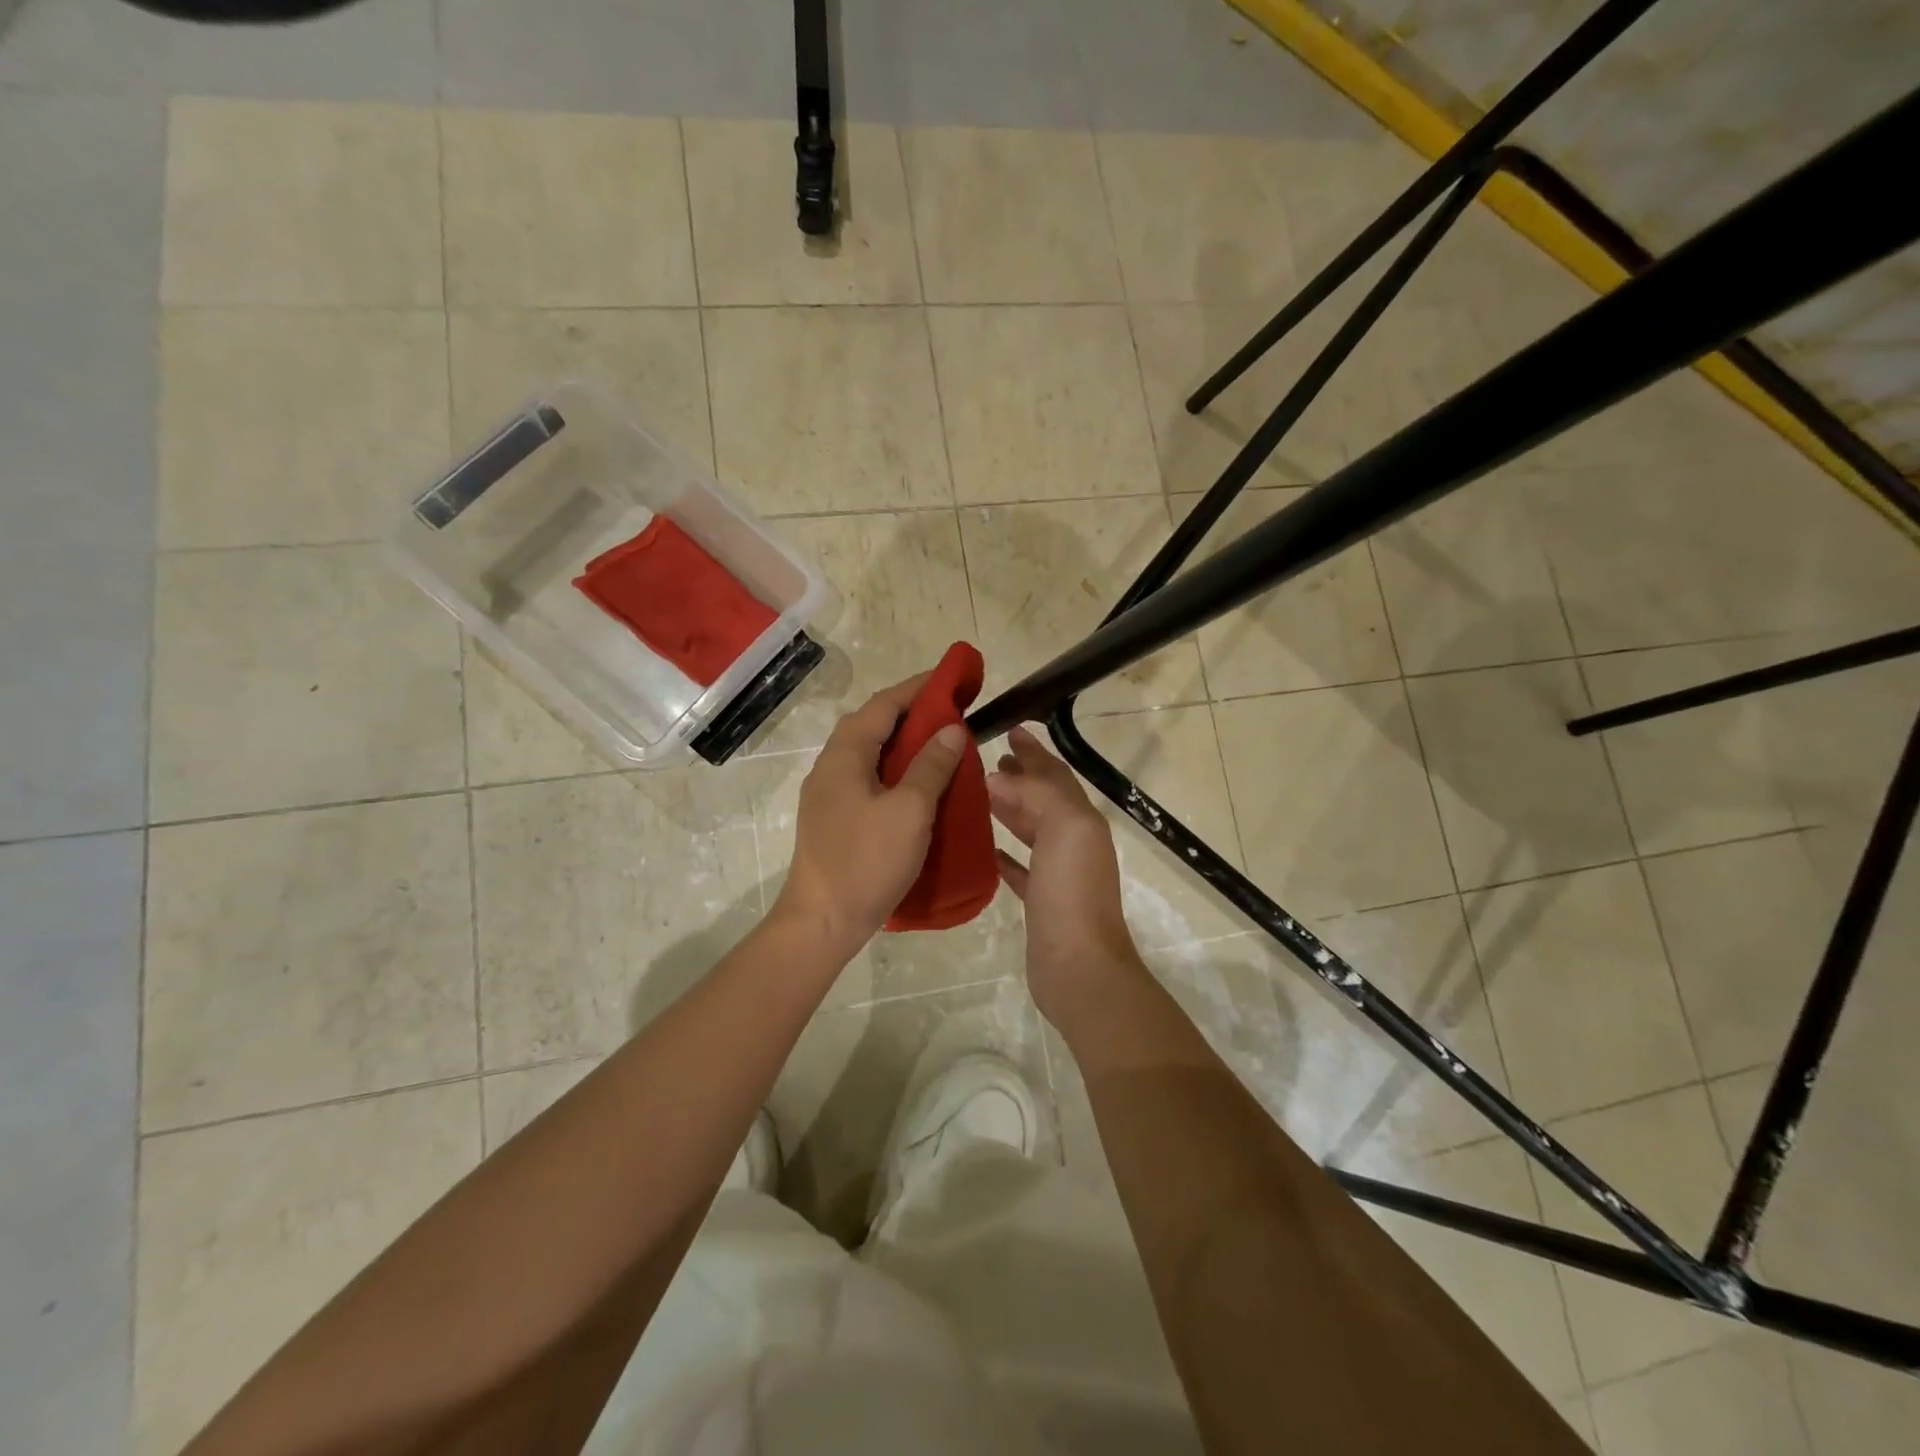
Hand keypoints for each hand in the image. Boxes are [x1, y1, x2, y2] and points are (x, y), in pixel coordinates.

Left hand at [773, 675, 968, 956]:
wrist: (822, 921)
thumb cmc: (867, 861)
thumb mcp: (909, 811)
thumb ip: (931, 766)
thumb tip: (952, 729)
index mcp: (844, 755)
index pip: (883, 705)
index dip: (917, 689)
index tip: (951, 680)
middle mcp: (830, 766)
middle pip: (872, 724)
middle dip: (911, 712)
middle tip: (951, 712)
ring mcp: (828, 793)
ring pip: (869, 752)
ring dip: (902, 742)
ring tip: (940, 743)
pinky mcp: (834, 817)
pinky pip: (867, 777)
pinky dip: (894, 768)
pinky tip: (916, 783)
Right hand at [987, 725, 1144, 1027]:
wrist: (1079, 966)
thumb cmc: (1072, 891)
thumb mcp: (1064, 827)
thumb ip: (1037, 794)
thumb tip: (1001, 777)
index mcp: (1081, 820)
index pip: (1055, 775)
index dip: (1034, 752)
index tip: (1009, 729)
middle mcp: (1073, 841)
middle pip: (1043, 799)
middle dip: (1020, 777)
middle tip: (987, 760)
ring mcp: (1057, 873)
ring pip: (1030, 829)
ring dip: (1009, 809)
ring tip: (978, 794)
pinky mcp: (1039, 900)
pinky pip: (1018, 867)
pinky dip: (1003, 852)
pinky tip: (982, 846)